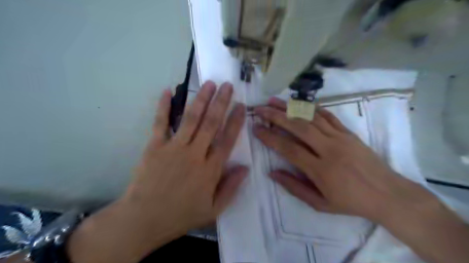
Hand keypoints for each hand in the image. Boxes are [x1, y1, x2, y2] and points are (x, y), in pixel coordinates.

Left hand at [124, 81, 248, 232]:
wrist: (143, 219)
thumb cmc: (181, 215)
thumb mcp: (213, 210)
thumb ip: (231, 188)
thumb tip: (245, 168)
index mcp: (210, 169)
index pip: (227, 139)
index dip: (236, 121)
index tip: (241, 106)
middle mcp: (195, 153)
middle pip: (211, 123)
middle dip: (221, 102)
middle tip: (227, 85)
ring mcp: (174, 147)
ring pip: (191, 118)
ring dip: (201, 99)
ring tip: (209, 83)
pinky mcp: (155, 146)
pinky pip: (161, 122)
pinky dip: (163, 106)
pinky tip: (167, 91)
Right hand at [253, 98, 435, 222]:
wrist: (388, 194)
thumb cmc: (351, 202)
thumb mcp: (320, 204)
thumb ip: (294, 187)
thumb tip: (272, 173)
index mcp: (320, 170)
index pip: (289, 149)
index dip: (270, 138)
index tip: (256, 129)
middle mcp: (329, 149)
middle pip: (298, 127)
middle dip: (276, 116)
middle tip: (260, 109)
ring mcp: (340, 138)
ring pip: (311, 118)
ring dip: (291, 107)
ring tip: (274, 100)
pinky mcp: (349, 133)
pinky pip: (328, 116)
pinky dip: (312, 108)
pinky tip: (300, 102)